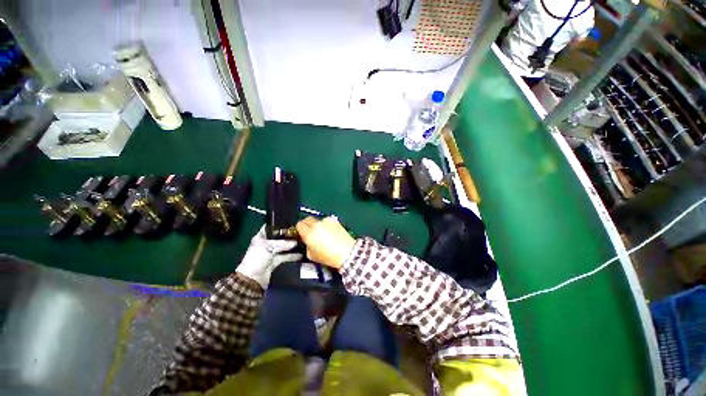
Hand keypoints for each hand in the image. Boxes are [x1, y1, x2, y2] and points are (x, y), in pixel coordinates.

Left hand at [236, 225, 301, 287]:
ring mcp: (271, 253)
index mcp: (261, 237)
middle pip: (279, 237)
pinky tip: (301, 253)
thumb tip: (295, 242)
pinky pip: (286, 256)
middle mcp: (266, 244)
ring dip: (292, 245)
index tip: (290, 221)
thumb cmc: (257, 258)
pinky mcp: (276, 261)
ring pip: (283, 246)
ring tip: (303, 241)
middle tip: (300, 231)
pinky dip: (292, 255)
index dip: (278, 224)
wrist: (252, 279)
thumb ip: (282, 243)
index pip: (270, 227)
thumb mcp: (268, 247)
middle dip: (288, 235)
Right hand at [296, 216, 355, 269]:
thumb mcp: (311, 255)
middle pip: (307, 219)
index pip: (299, 225)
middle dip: (307, 224)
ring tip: (322, 233)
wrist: (346, 252)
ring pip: (317, 220)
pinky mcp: (334, 221)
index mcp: (309, 234)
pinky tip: (330, 232)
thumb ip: (307, 245)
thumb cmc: (328, 256)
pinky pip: (326, 221)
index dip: (299, 228)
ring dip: (317, 225)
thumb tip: (307, 240)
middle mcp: (316, 225)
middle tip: (309, 231)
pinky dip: (326, 225)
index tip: (301, 232)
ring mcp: (326, 221)